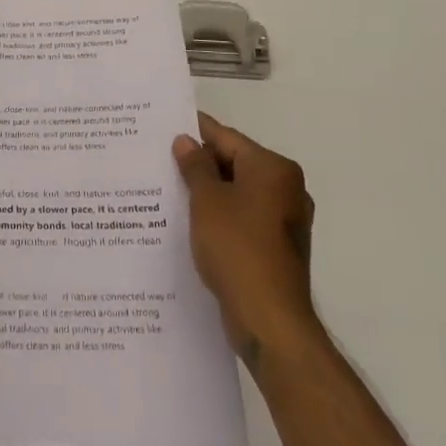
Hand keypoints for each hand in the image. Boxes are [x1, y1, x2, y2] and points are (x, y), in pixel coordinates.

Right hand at [174, 113, 317, 358]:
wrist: (269, 320)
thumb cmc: (237, 248)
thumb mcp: (207, 200)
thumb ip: (195, 166)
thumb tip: (186, 141)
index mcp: (274, 169)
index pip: (227, 138)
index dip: (195, 131)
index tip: (165, 125)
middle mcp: (286, 189)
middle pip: (235, 163)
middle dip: (199, 163)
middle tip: (159, 158)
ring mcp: (284, 220)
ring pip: (237, 192)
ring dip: (207, 191)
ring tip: (168, 189)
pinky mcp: (276, 247)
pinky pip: (242, 218)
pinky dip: (219, 215)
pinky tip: (189, 221)